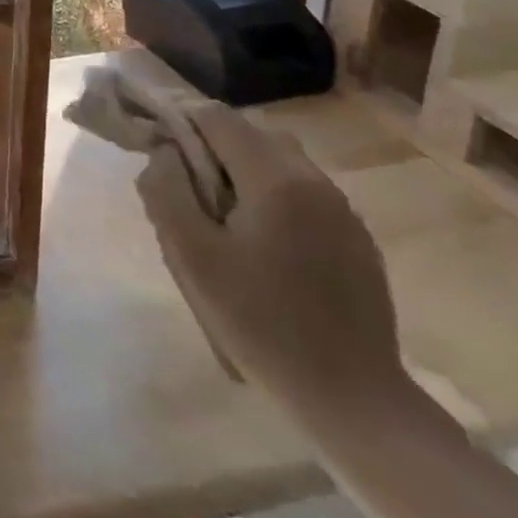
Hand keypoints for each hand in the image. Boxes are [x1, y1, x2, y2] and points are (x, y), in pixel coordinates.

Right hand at [137, 104, 405, 419]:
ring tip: (223, 216)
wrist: (352, 400)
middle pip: (251, 133)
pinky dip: (274, 195)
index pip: (217, 117)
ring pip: (280, 160)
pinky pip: (305, 192)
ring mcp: (343, 210)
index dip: (181, 121)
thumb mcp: (191, 256)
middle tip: (188, 189)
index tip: (159, 150)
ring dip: (244, 169)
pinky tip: (264, 244)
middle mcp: (315, 180)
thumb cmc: (259, 323)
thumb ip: (166, 191)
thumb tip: (163, 151)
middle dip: (212, 146)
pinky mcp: (358, 239)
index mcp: (275, 179)